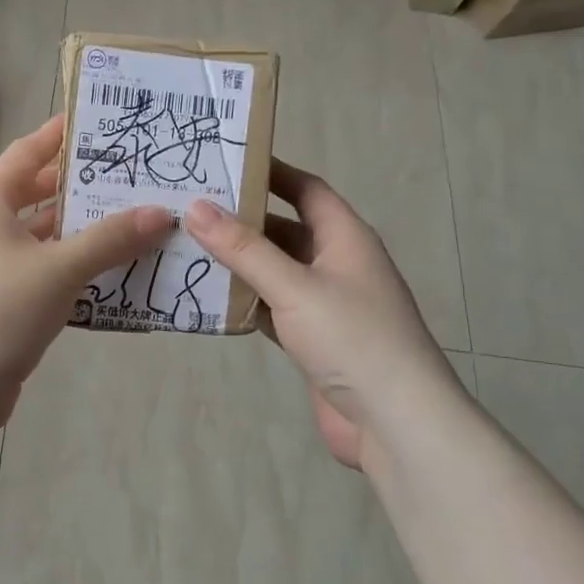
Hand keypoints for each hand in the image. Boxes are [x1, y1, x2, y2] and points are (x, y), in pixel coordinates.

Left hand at [0, 116, 173, 431]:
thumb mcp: (60, 268)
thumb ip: (111, 239)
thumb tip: (161, 213)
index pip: (26, 152)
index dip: (59, 134)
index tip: (98, 120)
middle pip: (36, 195)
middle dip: (80, 185)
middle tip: (130, 174)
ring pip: (43, 238)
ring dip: (82, 231)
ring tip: (134, 219)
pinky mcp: (0, 303)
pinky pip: (44, 272)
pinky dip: (73, 268)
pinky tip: (112, 273)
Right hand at [183, 160, 459, 469]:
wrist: (395, 422)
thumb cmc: (352, 339)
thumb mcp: (294, 286)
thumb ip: (244, 249)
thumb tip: (197, 206)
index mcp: (345, 238)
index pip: (306, 189)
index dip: (270, 172)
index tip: (224, 161)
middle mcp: (337, 263)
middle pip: (286, 229)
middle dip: (243, 220)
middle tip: (190, 208)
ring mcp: (327, 303)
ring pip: (277, 271)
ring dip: (241, 262)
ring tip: (189, 247)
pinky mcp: (315, 339)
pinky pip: (275, 307)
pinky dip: (247, 301)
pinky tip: (211, 298)